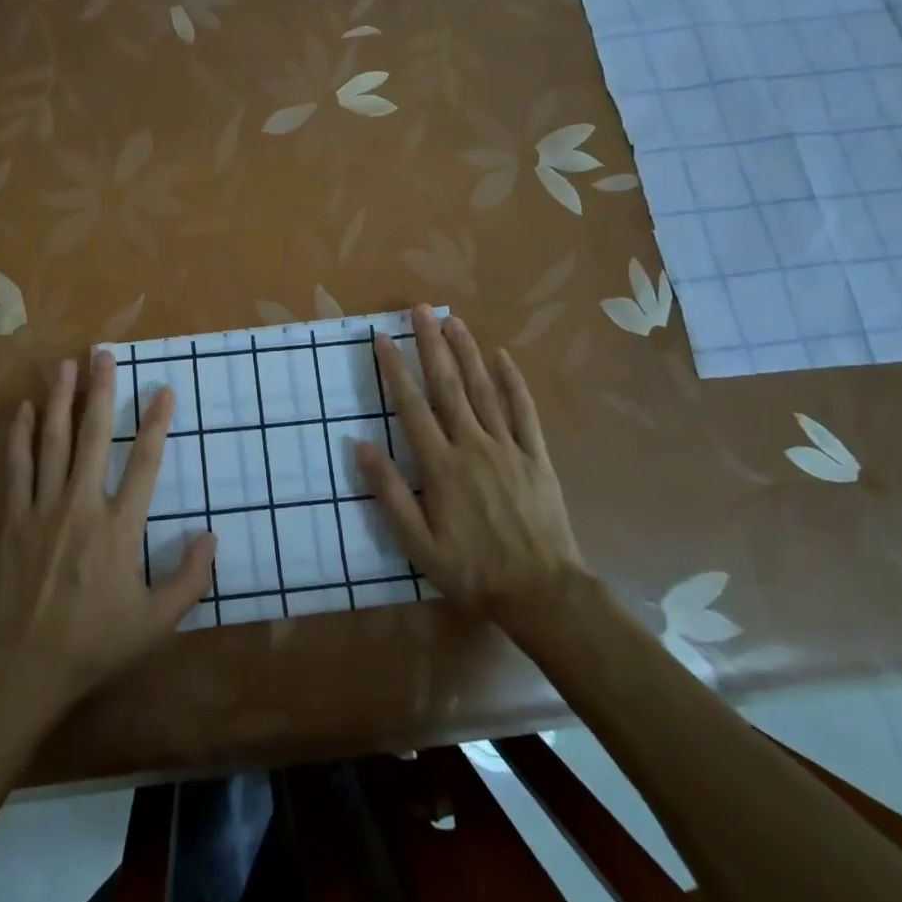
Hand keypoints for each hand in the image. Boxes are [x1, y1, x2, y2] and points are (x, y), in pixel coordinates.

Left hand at [0, 350, 215, 711]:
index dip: (156, 424)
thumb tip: (212, 536)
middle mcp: (82, 505)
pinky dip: (21, 436)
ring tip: (64, 365)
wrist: (25, 665)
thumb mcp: (156, 621)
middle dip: (100, 391)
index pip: (145, 463)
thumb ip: (190, 579)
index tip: (163, 390)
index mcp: (120, 527)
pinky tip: (23, 410)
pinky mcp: (15, 518)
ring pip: (53, 442)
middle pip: (94, 436)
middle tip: (103, 354)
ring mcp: (44, 508)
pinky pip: (18, 467)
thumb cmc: (96, 642)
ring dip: (60, 401)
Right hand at [355, 306, 583, 614]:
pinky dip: (513, 381)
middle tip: (420, 310)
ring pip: (484, 388)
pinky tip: (503, 357)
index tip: (382, 338)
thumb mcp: (417, 544)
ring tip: (453, 320)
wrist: (542, 592)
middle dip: (431, 344)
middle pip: (448, 385)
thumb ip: (388, 493)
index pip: (411, 406)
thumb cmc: (472, 570)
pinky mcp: (535, 456)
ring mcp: (508, 447)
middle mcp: (472, 445)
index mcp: (440, 466)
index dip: (395, 369)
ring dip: (467, 352)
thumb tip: (360, 445)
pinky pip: (524, 411)